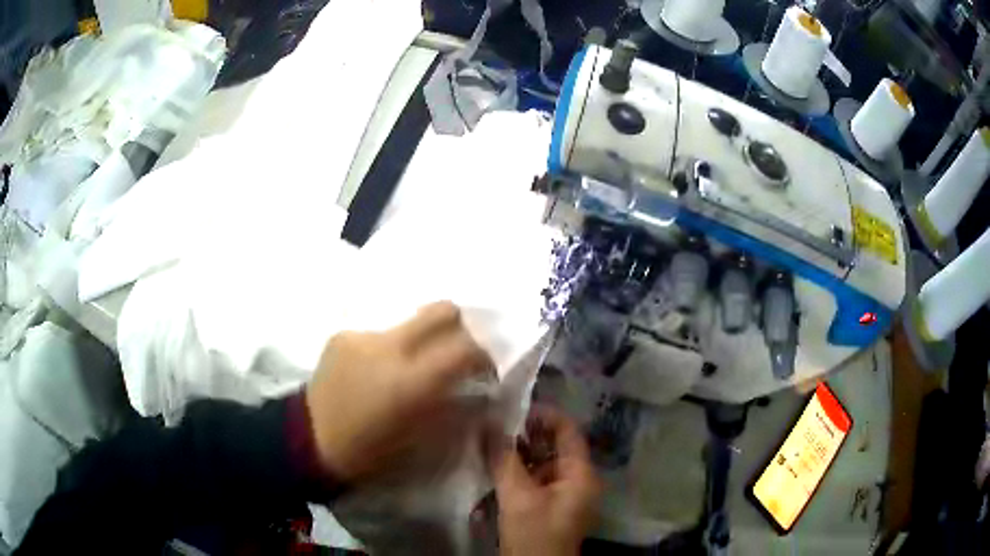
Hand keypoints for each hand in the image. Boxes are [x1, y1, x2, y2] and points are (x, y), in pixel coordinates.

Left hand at [306, 301, 494, 483]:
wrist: (311, 441)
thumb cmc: (370, 452)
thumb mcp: (422, 440)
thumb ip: (454, 408)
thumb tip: (477, 389)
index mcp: (411, 381)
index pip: (466, 348)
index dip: (484, 355)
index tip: (484, 370)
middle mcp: (389, 347)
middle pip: (442, 310)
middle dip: (459, 328)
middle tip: (455, 354)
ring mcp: (362, 336)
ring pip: (409, 320)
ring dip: (420, 340)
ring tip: (409, 366)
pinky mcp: (342, 334)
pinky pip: (379, 332)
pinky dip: (389, 348)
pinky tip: (376, 370)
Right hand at [490, 406, 602, 555]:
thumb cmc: (534, 534)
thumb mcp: (517, 496)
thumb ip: (503, 458)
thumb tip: (487, 422)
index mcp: (581, 473)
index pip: (568, 430)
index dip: (542, 415)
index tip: (511, 408)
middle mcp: (577, 478)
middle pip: (554, 445)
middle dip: (525, 434)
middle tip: (494, 423)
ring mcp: (564, 492)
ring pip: (542, 461)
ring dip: (519, 452)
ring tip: (490, 440)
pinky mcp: (550, 503)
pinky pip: (536, 477)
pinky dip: (518, 469)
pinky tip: (495, 464)